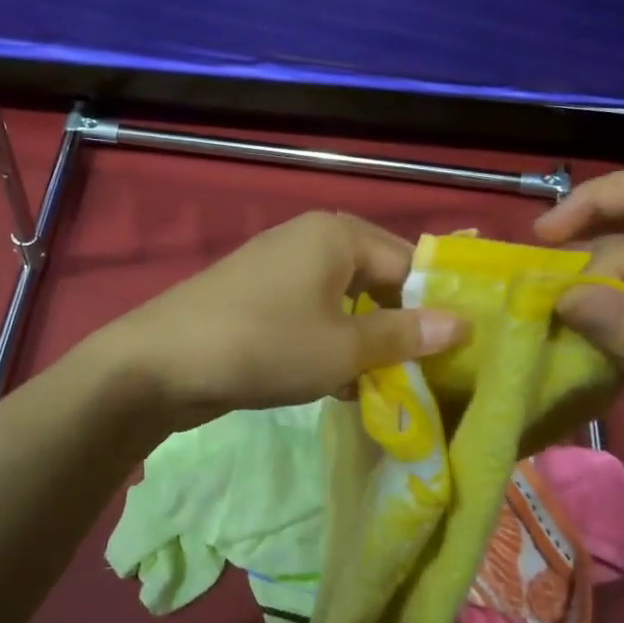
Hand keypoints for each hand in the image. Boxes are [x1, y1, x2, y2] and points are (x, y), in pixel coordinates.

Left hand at [101, 212, 465, 431]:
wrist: (161, 362)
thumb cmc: (265, 345)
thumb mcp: (343, 348)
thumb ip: (404, 335)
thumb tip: (462, 324)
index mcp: (338, 234)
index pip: (409, 263)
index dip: (436, 307)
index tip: (461, 353)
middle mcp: (311, 239)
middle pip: (377, 281)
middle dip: (400, 329)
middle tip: (427, 376)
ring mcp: (280, 267)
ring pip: (345, 303)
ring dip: (366, 343)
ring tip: (388, 388)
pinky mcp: (259, 297)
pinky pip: (312, 315)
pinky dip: (331, 345)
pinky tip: (342, 386)